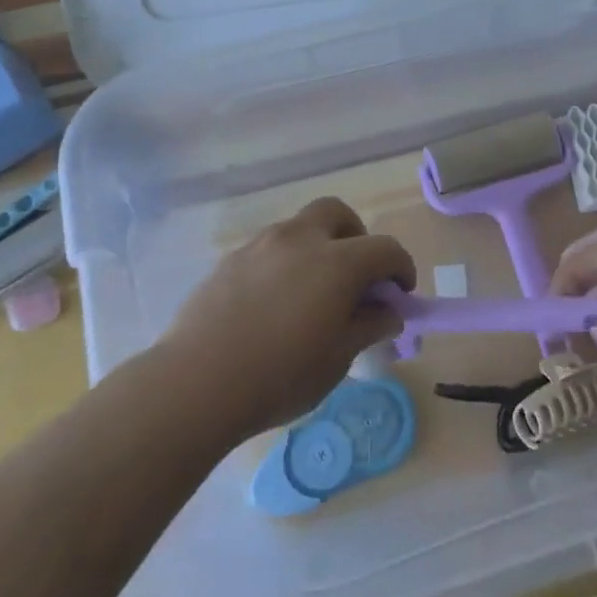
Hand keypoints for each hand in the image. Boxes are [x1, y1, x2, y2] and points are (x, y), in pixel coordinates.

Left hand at [164, 198, 414, 436]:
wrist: (195, 383)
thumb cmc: (279, 376)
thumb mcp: (337, 359)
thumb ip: (368, 327)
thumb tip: (389, 312)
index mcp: (337, 262)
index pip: (385, 249)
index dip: (401, 267)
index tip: (401, 293)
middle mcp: (300, 240)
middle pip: (337, 214)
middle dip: (356, 236)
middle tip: (356, 274)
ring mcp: (261, 245)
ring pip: (300, 228)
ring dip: (317, 247)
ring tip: (312, 293)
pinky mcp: (230, 260)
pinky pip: (269, 249)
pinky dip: (285, 263)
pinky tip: (274, 303)